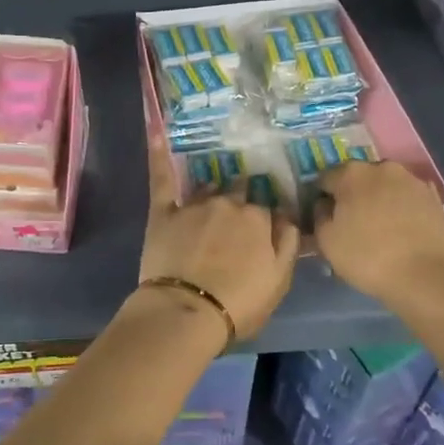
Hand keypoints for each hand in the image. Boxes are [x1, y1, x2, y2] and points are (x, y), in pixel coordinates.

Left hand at [140, 135, 297, 340]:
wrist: (187, 311)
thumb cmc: (239, 303)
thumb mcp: (279, 279)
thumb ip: (288, 242)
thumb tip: (288, 215)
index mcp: (258, 218)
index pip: (265, 210)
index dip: (261, 223)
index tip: (258, 234)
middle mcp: (228, 203)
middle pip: (238, 192)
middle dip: (238, 201)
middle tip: (233, 222)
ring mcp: (194, 204)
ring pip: (208, 187)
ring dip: (212, 192)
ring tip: (210, 200)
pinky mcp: (164, 212)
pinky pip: (162, 177)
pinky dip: (159, 154)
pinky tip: (155, 132)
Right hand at [314, 161, 443, 307]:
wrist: (427, 276)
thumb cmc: (368, 256)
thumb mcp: (326, 241)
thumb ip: (319, 216)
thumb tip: (325, 205)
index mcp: (351, 173)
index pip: (325, 179)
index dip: (321, 198)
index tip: (324, 218)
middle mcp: (382, 167)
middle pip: (358, 179)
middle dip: (352, 196)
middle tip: (352, 224)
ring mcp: (411, 180)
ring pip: (385, 187)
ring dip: (378, 200)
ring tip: (380, 229)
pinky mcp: (433, 197)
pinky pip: (407, 199)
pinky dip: (401, 208)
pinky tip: (402, 231)